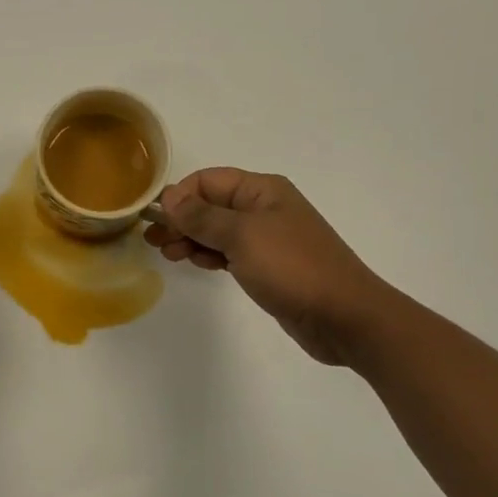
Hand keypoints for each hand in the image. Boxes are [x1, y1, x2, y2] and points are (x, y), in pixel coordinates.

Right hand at [145, 168, 392, 365]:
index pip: (208, 180)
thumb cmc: (292, 267)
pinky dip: (208, 254)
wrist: (344, 317)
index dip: (180, 195)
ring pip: (217, 229)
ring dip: (191, 238)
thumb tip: (170, 197)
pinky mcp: (268, 265)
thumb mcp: (242, 236)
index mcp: (262, 190)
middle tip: (153, 240)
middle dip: (181, 218)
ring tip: (168, 254)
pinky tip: (194, 263)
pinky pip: (229, 251)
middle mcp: (264, 208)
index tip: (156, 219)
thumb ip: (202, 216)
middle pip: (210, 204)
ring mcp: (267, 238)